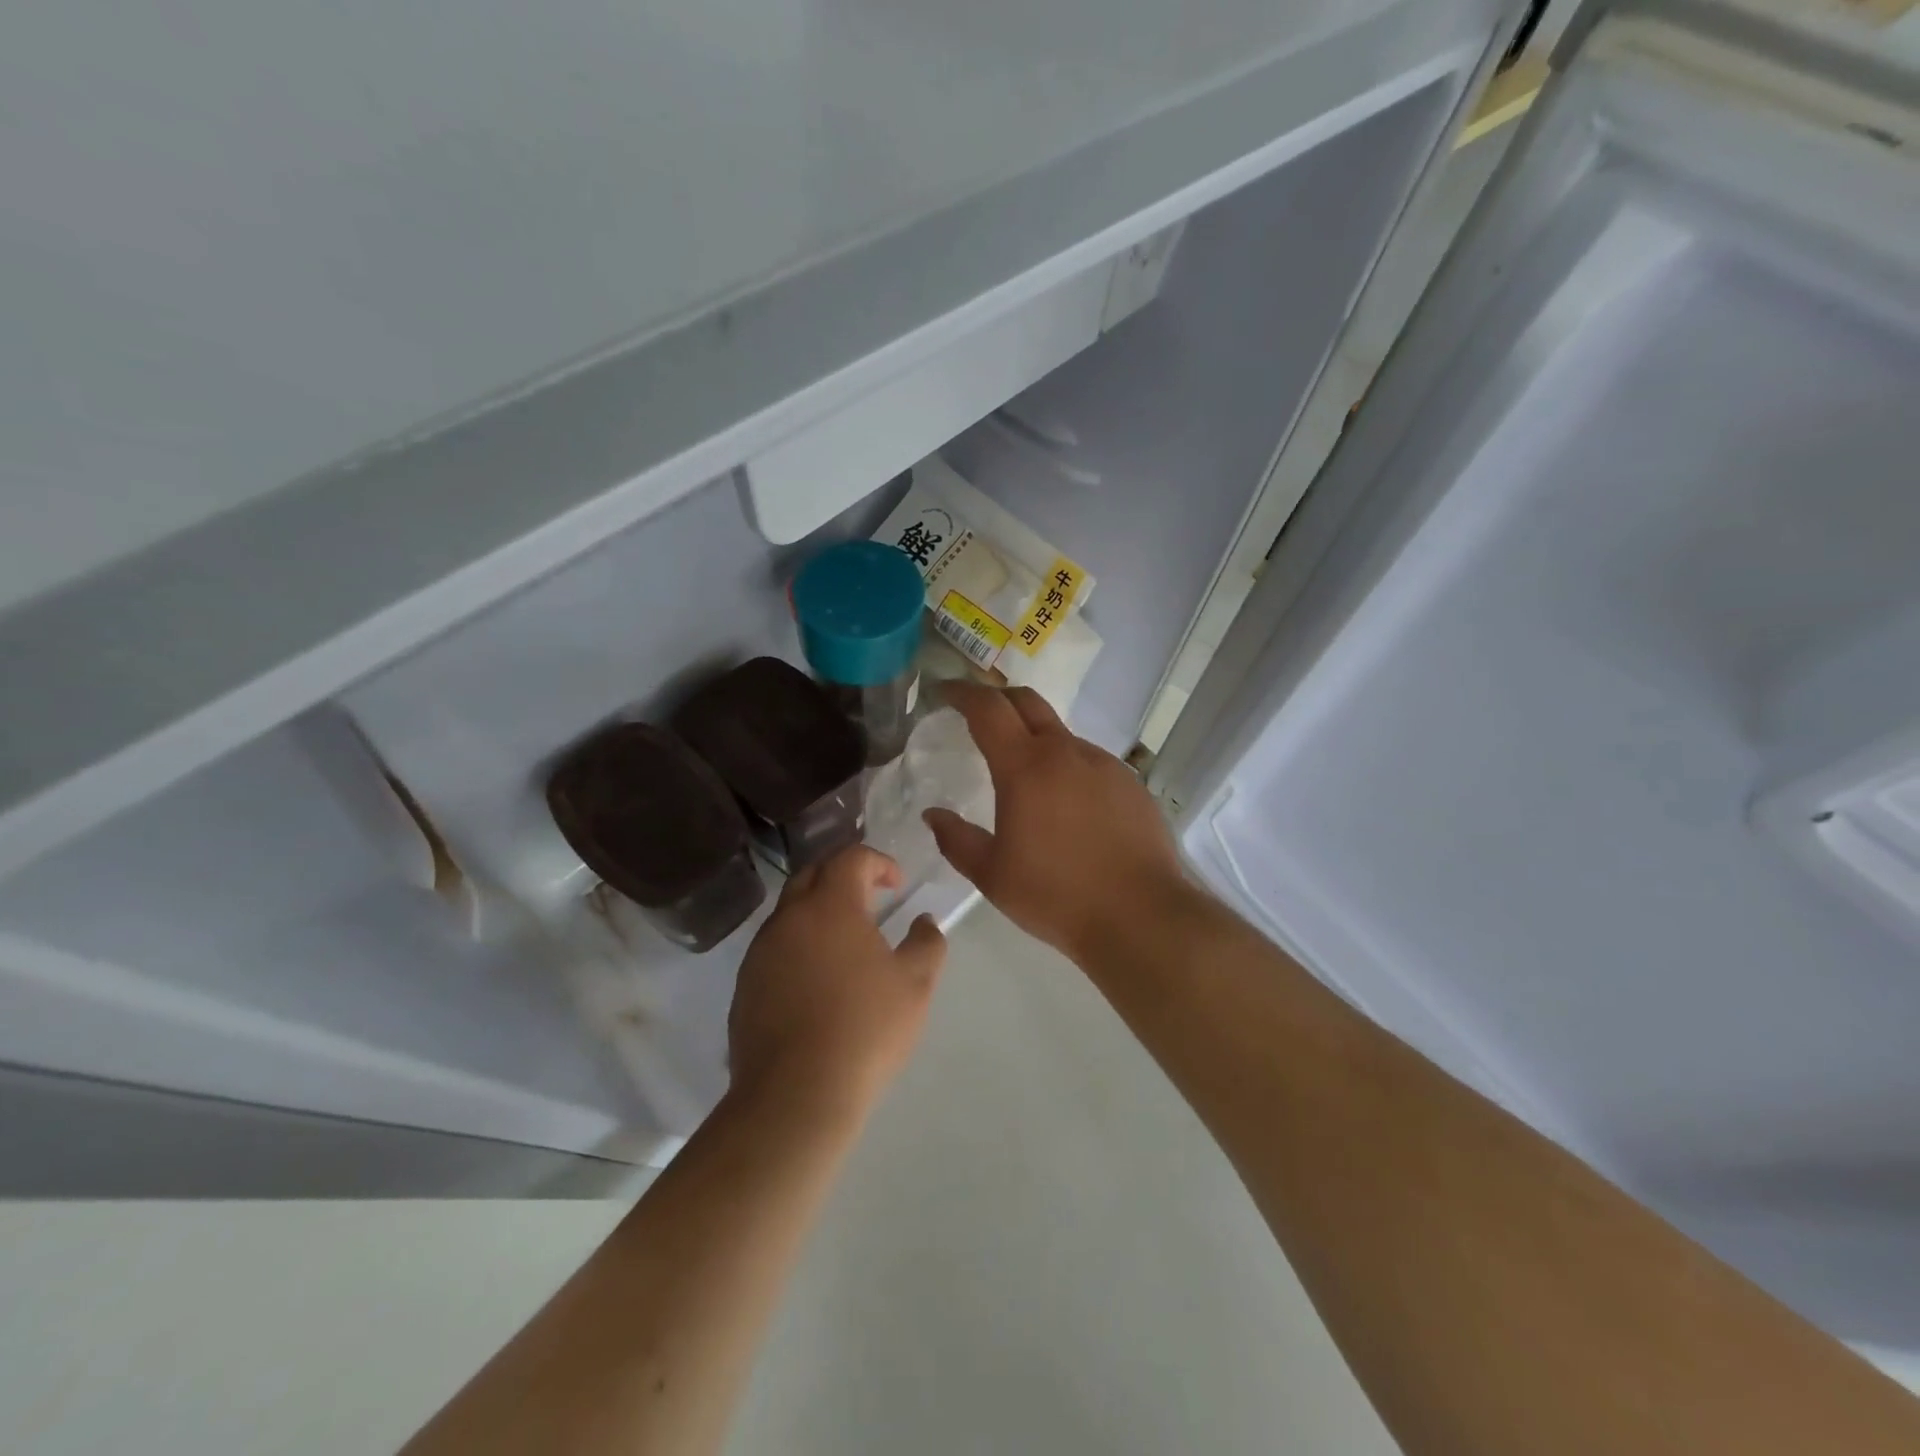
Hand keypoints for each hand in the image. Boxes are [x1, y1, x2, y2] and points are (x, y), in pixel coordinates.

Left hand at [727, 846, 946, 1120]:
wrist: (795, 1095)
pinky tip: (816, 980)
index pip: (850, 858)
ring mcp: (760, 951)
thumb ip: (927, 942)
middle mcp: (789, 918)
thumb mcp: (916, 984)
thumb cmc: (865, 1029)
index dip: (878, 862)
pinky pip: (774, 947)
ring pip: (789, 911)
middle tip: (869, 898)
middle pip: (812, 874)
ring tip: (845, 942)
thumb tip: (924, 921)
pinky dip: (798, 945)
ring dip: (817, 912)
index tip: (897, 884)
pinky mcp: (745, 984)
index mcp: (830, 906)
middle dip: (843, 876)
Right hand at [925, 682, 1184, 963]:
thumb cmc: (1056, 896)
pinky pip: (1089, 762)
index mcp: (1026, 767)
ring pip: (1061, 734)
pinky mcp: (1130, 783)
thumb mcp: (992, 875)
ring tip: (1024, 777)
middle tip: (978, 716)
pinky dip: (1066, 767)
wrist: (1140, 916)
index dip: (962, 693)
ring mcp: (1104, 764)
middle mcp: (1066, 752)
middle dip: (997, 699)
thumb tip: (934, 815)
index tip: (944, 692)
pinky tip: (1067, 806)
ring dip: (1035, 738)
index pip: (988, 708)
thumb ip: (956, 840)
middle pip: (1027, 702)